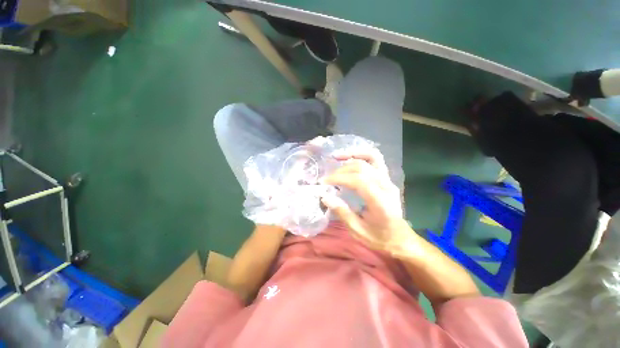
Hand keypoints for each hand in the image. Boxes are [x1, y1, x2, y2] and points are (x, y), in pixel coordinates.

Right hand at [320, 149, 412, 254]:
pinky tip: (349, 158)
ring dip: (352, 155)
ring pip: (372, 157)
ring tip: (336, 156)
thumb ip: (342, 212)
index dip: (340, 178)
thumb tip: (325, 197)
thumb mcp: (358, 231)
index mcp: (381, 203)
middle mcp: (387, 187)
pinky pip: (375, 159)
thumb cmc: (379, 237)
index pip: (360, 181)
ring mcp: (388, 180)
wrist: (399, 237)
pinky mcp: (386, 177)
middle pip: (363, 168)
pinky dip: (361, 154)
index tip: (324, 183)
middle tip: (327, 178)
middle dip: (341, 170)